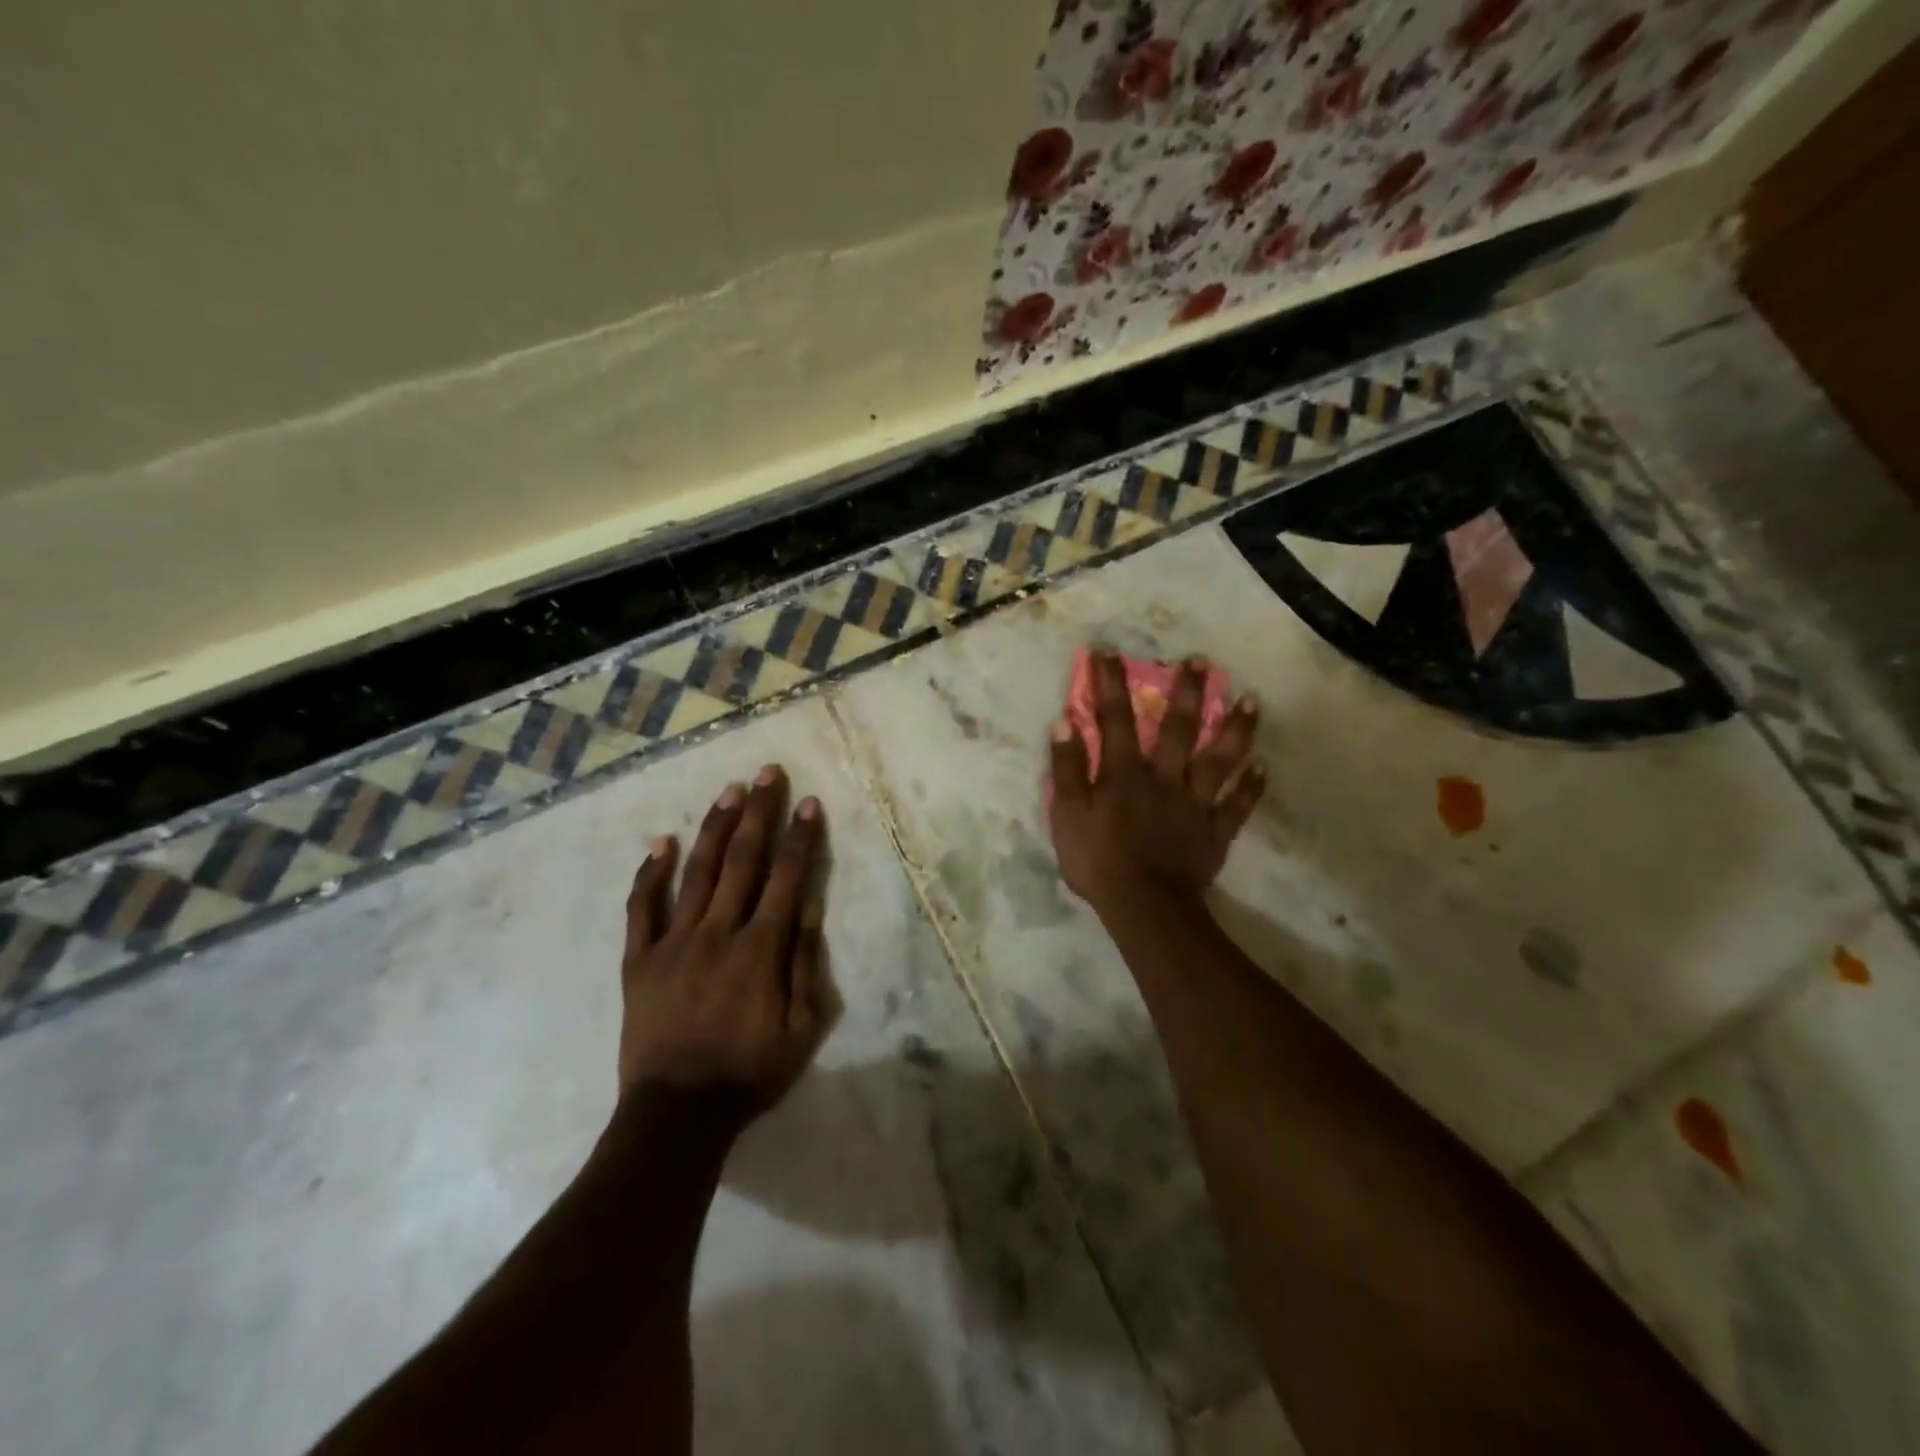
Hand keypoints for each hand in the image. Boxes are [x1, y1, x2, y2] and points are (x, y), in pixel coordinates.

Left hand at [618, 765, 828, 1130]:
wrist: (677, 1114)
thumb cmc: (750, 1072)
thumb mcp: (802, 1027)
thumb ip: (805, 962)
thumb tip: (809, 905)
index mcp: (761, 948)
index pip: (786, 876)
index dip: (799, 837)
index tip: (807, 802)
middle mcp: (719, 932)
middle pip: (743, 860)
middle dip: (759, 812)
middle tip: (767, 773)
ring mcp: (674, 942)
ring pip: (698, 871)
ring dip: (715, 827)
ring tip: (729, 790)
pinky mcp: (639, 960)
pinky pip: (642, 908)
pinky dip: (650, 874)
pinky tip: (661, 843)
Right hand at [1047, 649, 1264, 915]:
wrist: (1144, 907)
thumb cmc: (1099, 861)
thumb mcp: (1068, 815)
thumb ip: (1068, 770)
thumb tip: (1065, 724)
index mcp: (1124, 774)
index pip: (1115, 720)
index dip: (1110, 685)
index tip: (1108, 652)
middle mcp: (1164, 779)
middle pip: (1177, 730)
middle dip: (1186, 693)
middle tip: (1200, 661)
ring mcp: (1194, 805)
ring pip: (1218, 761)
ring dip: (1235, 730)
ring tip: (1252, 700)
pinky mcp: (1214, 832)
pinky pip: (1236, 807)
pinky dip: (1250, 788)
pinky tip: (1263, 767)